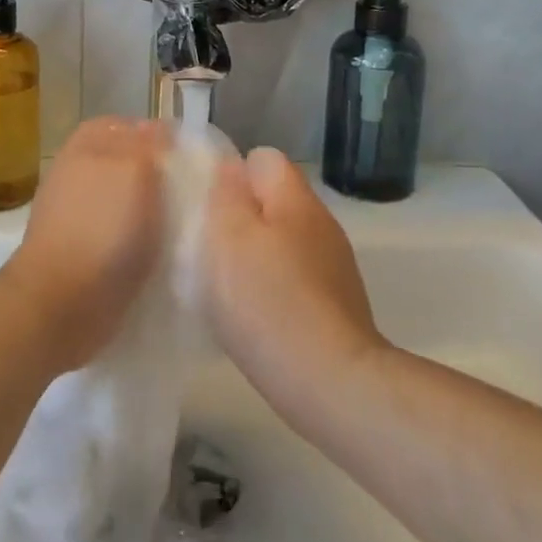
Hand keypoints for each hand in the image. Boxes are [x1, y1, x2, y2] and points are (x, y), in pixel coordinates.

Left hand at [2, 118, 168, 373]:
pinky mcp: (83, 251)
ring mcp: (78, 213)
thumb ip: (148, 143)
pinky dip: (141, 241)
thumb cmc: (102, 228)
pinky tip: (162, 253)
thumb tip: (159, 128)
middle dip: (160, 174)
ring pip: (127, 198)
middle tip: (194, 192)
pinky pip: (121, 233)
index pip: (131, 125)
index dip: (162, 137)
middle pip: (129, 162)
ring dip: (153, 210)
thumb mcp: (134, 169)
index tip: (192, 157)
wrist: (61, 304)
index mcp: (88, 144)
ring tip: (184, 225)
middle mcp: (79, 172)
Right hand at [203, 147, 386, 423]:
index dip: (231, 175)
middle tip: (207, 249)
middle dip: (240, 219)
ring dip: (255, 257)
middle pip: (273, 201)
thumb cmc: (268, 301)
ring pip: (283, 242)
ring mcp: (334, 265)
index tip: (204, 206)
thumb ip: (226, 194)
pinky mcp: (337, 305)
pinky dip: (273, 290)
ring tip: (225, 288)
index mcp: (295, 198)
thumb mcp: (228, 237)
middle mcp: (321, 223)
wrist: (331, 382)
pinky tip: (254, 318)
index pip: (263, 158)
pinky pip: (295, 279)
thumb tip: (231, 168)